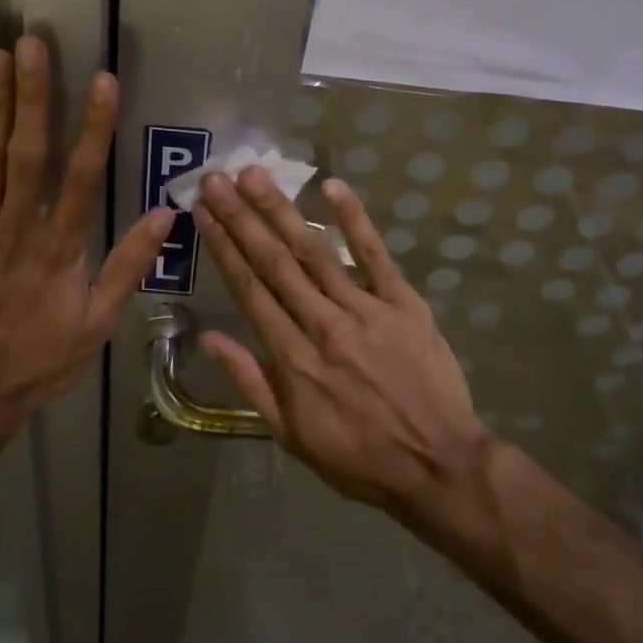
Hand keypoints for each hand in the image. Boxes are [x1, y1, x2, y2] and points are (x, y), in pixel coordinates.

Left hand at [0, 36, 172, 427]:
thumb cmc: (40, 356)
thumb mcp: (98, 322)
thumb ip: (128, 265)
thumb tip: (166, 215)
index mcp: (60, 246)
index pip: (82, 175)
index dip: (94, 126)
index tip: (103, 80)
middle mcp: (18, 226)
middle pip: (29, 151)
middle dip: (33, 95)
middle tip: (31, 44)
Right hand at [194, 169, 490, 518]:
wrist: (438, 466)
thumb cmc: (358, 458)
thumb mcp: (291, 436)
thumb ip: (251, 382)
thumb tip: (209, 339)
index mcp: (294, 359)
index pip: (250, 291)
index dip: (224, 248)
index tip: (203, 213)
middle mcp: (324, 325)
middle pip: (275, 262)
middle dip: (242, 217)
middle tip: (216, 179)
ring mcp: (366, 310)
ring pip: (316, 251)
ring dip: (282, 210)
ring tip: (255, 176)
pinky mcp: (403, 303)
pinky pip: (376, 255)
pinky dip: (355, 220)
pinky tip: (333, 186)